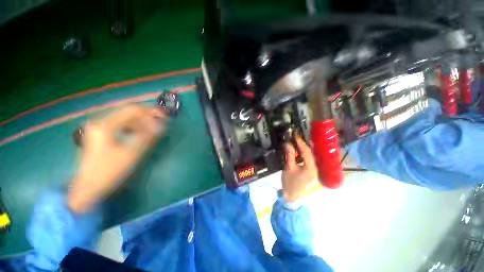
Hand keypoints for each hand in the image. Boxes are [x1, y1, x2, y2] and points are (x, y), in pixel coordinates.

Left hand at [68, 104, 166, 212]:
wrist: (88, 187)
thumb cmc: (109, 171)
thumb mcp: (131, 153)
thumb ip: (147, 136)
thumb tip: (162, 124)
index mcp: (105, 125)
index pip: (132, 110)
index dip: (151, 111)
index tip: (164, 117)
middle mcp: (100, 121)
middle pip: (128, 112)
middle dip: (147, 116)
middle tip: (161, 122)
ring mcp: (99, 127)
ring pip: (125, 118)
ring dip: (141, 122)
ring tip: (153, 129)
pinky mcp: (100, 133)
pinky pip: (121, 125)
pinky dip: (133, 127)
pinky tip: (140, 133)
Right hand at [281, 135, 318, 202]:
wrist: (291, 196)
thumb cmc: (289, 183)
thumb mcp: (288, 168)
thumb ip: (290, 155)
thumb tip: (287, 143)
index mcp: (310, 168)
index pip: (307, 152)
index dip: (301, 143)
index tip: (295, 136)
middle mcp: (316, 169)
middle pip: (311, 153)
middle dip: (304, 144)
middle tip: (297, 137)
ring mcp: (315, 171)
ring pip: (312, 156)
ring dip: (305, 149)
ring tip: (298, 142)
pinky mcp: (313, 172)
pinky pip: (310, 160)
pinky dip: (305, 154)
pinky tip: (301, 151)